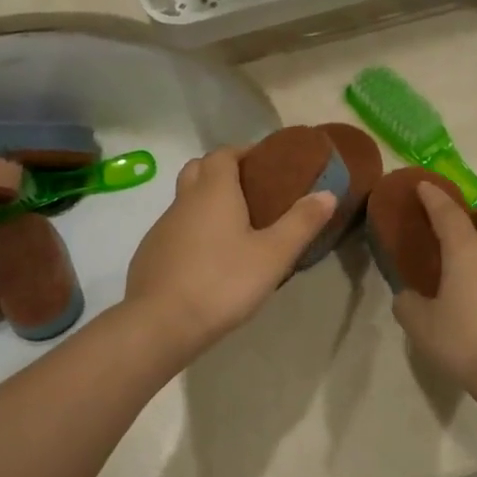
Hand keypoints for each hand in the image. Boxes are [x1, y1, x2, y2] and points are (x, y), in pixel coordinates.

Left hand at [123, 147, 336, 355]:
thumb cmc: (222, 282)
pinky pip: (175, 230)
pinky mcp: (150, 254)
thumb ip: (301, 223)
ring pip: (184, 201)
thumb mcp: (273, 255)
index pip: (224, 153)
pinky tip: (208, 259)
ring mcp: (162, 227)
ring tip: (234, 229)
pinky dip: (192, 231)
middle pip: (199, 169)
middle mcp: (184, 201)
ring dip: (205, 203)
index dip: (243, 152)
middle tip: (250, 191)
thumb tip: (327, 193)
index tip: (265, 164)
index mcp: (213, 191)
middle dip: (222, 171)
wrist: (161, 323)